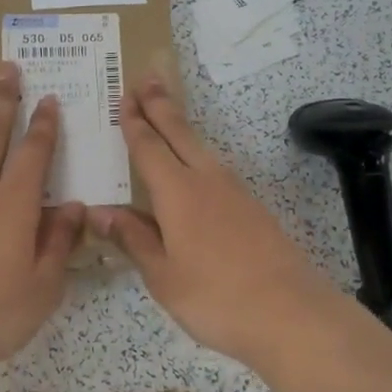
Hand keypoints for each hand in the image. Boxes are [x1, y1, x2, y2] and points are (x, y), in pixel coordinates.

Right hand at [93, 74, 337, 370]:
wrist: (292, 314)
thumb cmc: (216, 297)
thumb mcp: (163, 276)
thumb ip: (133, 239)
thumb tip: (99, 212)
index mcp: (178, 193)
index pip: (149, 148)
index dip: (134, 123)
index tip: (125, 97)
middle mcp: (208, 181)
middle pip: (180, 133)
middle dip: (161, 105)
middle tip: (147, 77)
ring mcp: (236, 193)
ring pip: (202, 149)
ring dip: (181, 127)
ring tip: (168, 114)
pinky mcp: (254, 210)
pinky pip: (217, 170)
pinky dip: (199, 156)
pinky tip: (197, 169)